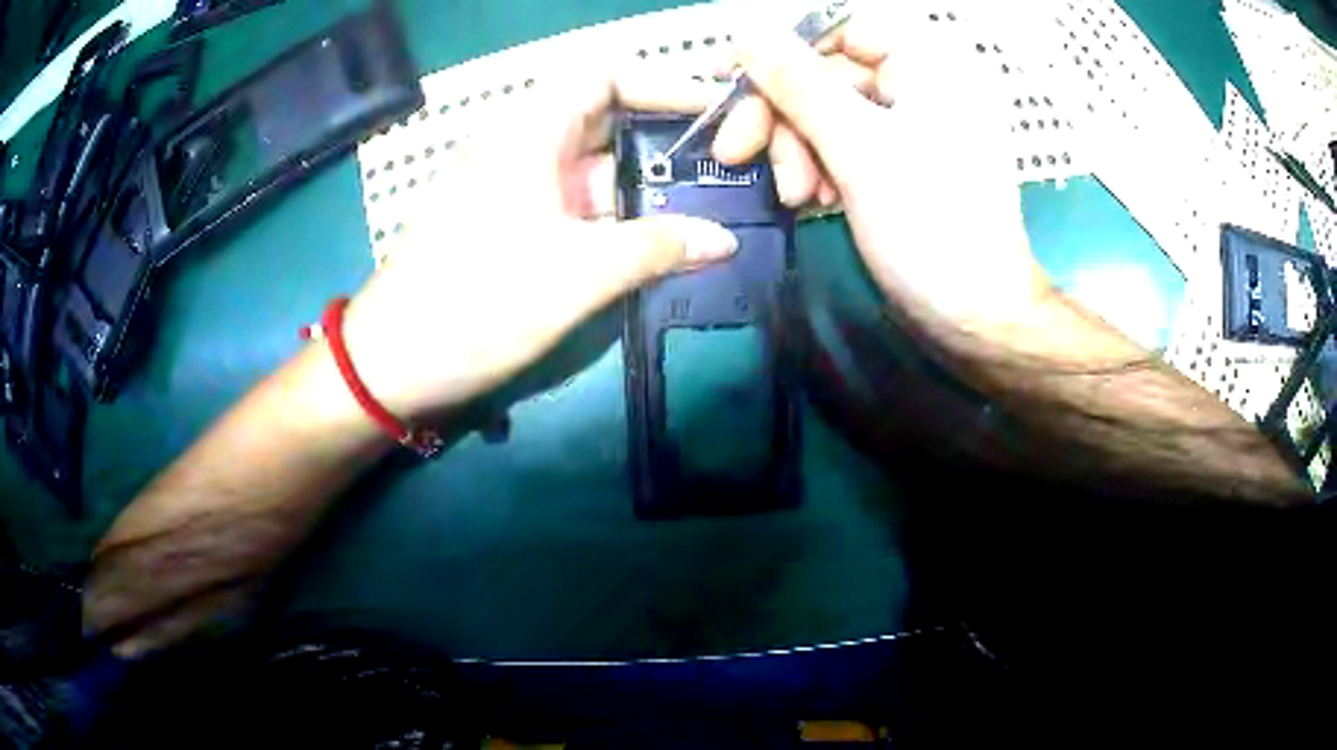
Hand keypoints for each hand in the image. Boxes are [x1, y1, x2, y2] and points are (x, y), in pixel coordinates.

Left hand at [341, 73, 737, 420]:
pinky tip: (651, 236)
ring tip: (702, 200)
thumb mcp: (578, 275)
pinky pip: (570, 198)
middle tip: (719, 161)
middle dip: (660, 134)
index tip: (710, 113)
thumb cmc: (477, 305)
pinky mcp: (506, 221)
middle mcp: (518, 145)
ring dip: (641, 178)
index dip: (661, 83)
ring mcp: (510, 184)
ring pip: (588, 161)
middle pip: (601, 114)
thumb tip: (724, 240)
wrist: (393, 365)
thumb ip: (657, 249)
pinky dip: (613, 209)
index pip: (602, 75)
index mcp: (527, 132)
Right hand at [712, 5, 1052, 341]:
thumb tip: (747, 34)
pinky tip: (812, 200)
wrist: (976, 319)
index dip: (782, 50)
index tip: (730, 80)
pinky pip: (844, 146)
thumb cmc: (932, 229)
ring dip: (797, 149)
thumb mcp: (860, 149)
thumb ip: (799, 84)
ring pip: (828, 114)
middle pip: (827, 75)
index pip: (841, 30)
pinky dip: (819, 168)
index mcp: (930, 67)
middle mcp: (922, 87)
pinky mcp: (899, 165)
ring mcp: (911, 128)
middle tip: (738, 153)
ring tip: (795, 195)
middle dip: (782, 116)